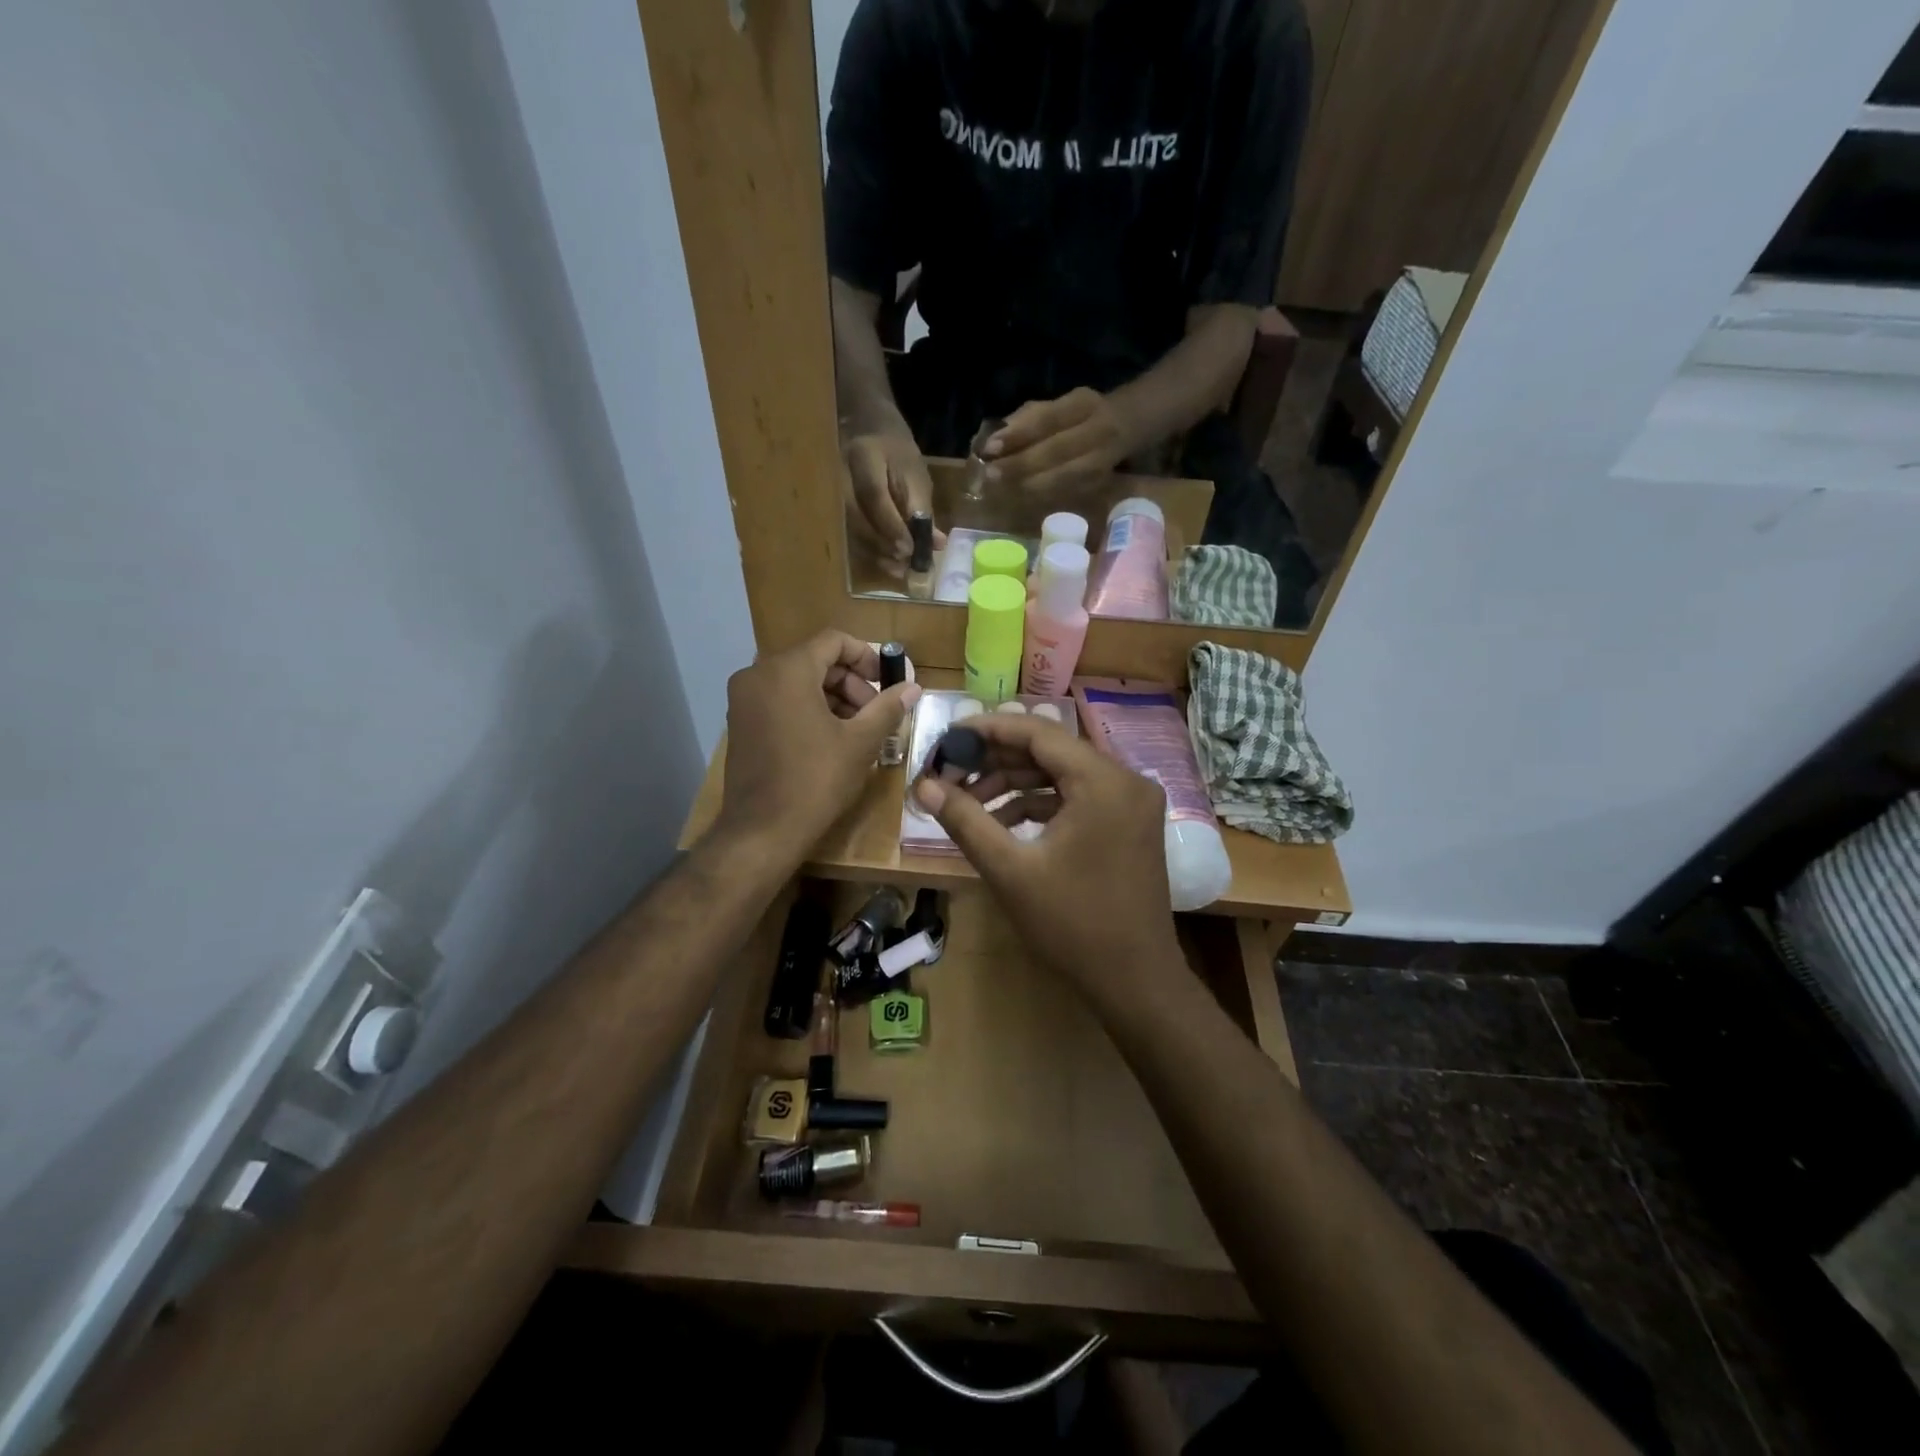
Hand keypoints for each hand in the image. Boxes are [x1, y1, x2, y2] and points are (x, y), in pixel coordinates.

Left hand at [717, 631, 920, 858]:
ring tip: (859, 729)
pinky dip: (808, 709)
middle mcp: (758, 675)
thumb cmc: (816, 780)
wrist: (762, 831)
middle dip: (851, 682)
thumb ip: (887, 708)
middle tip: (876, 713)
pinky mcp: (740, 723)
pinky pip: (780, 700)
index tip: (887, 682)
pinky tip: (831, 739)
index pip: (833, 641)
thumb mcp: (860, 742)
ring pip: (798, 681)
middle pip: (815, 660)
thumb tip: (912, 687)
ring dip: (833, 697)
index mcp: (787, 670)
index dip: (867, 656)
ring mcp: (744, 699)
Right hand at [844, 428, 940, 566]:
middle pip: (856, 517)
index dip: (892, 525)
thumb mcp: (915, 474)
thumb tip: (934, 543)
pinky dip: (868, 552)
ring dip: (875, 553)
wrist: (865, 432)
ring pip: (849, 529)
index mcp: (863, 456)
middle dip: (883, 544)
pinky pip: (847, 534)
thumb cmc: (895, 453)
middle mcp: (839, 474)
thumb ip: (922, 508)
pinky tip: (886, 562)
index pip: (873, 494)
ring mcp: (830, 491)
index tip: (911, 548)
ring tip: (899, 569)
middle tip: (906, 562)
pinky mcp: (831, 507)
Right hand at [912, 714, 1179, 995]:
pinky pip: (1077, 797)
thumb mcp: (1010, 870)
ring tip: (968, 804)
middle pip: (1050, 751)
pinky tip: (1001, 824)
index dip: (987, 730)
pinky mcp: (1129, 823)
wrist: (1136, 981)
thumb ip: (966, 820)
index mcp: (1103, 780)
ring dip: (1014, 785)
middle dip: (996, 761)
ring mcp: (1132, 802)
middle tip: (949, 774)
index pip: (1037, 732)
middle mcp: (1125, 779)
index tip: (946, 737)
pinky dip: (1039, 805)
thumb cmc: (1072, 924)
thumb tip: (923, 786)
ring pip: (1062, 775)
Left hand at [984, 387, 1132, 491]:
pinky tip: (1020, 499)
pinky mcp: (1101, 484)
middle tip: (990, 476)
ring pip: (1063, 477)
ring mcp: (1103, 460)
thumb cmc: (1085, 414)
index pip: (1048, 419)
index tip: (990, 448)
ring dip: (1029, 486)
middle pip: (1056, 451)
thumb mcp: (1061, 405)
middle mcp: (1098, 431)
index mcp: (1083, 404)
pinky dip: (1042, 497)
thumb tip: (994, 440)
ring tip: (1000, 490)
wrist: (1133, 424)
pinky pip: (1068, 493)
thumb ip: (1029, 418)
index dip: (1019, 435)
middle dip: (1020, 465)